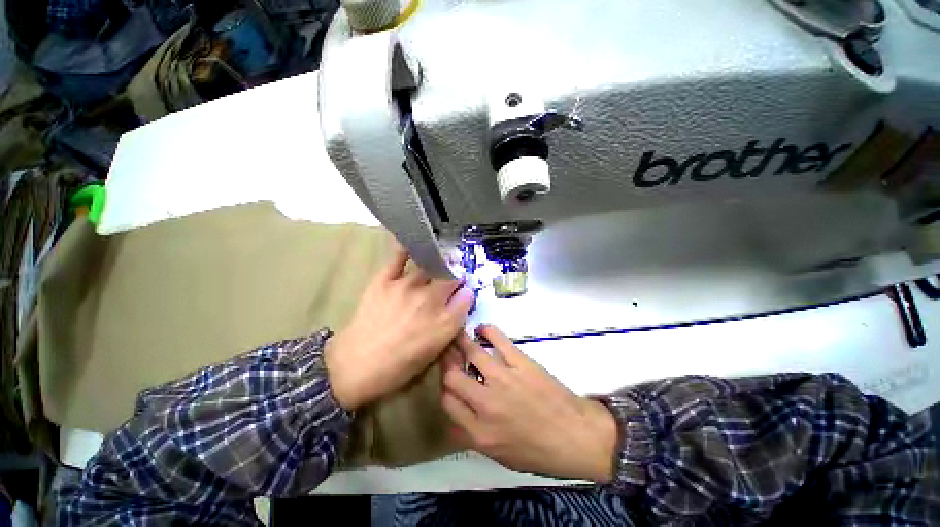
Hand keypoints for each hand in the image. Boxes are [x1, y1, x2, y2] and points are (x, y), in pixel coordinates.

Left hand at [324, 246, 474, 409]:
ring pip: (430, 266)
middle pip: (451, 277)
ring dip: (437, 263)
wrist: (356, 366)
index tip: (463, 291)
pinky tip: (412, 241)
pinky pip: (399, 257)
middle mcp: (429, 301)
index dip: (466, 292)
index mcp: (443, 323)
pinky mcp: (384, 280)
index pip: (466, 296)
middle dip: (455, 275)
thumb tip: (464, 297)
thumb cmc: (399, 365)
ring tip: (436, 261)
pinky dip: (406, 247)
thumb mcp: (434, 351)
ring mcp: (406, 287)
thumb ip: (453, 322)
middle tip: (450, 277)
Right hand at [440, 326, 618, 482]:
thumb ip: (472, 438)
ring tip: (457, 333)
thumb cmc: (539, 452)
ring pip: (471, 353)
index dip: (443, 386)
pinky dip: (488, 331)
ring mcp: (503, 379)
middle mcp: (486, 403)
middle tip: (447, 351)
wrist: (576, 436)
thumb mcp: (500, 457)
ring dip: (460, 340)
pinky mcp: (521, 363)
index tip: (447, 377)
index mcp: (479, 431)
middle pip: (452, 375)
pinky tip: (482, 329)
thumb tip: (453, 420)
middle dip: (446, 360)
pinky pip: (498, 340)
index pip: (447, 401)